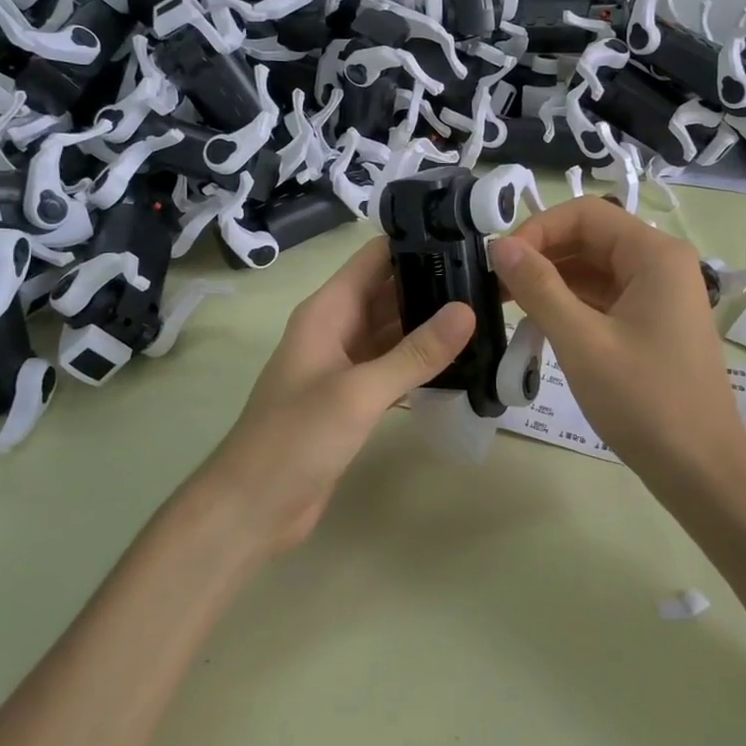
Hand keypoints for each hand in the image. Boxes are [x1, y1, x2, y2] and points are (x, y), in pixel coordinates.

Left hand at [192, 236, 475, 553]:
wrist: (253, 507)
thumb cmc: (296, 438)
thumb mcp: (359, 392)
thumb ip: (415, 353)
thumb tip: (467, 310)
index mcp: (328, 311)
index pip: (375, 258)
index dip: (417, 243)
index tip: (469, 238)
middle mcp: (337, 328)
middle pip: (390, 291)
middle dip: (435, 284)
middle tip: (492, 280)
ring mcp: (345, 363)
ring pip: (396, 330)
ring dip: (433, 323)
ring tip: (488, 312)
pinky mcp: (354, 396)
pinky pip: (394, 365)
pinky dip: (423, 361)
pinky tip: (463, 361)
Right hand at [490, 198, 745, 490]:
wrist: (701, 471)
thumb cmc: (644, 401)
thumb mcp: (582, 341)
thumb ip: (538, 286)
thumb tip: (499, 245)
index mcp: (655, 254)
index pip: (585, 214)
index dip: (538, 229)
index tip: (500, 261)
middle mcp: (661, 264)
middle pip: (590, 238)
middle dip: (541, 255)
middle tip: (495, 285)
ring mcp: (659, 295)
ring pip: (594, 269)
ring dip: (551, 281)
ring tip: (507, 304)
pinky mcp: (652, 323)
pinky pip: (604, 297)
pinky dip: (570, 304)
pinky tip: (538, 325)